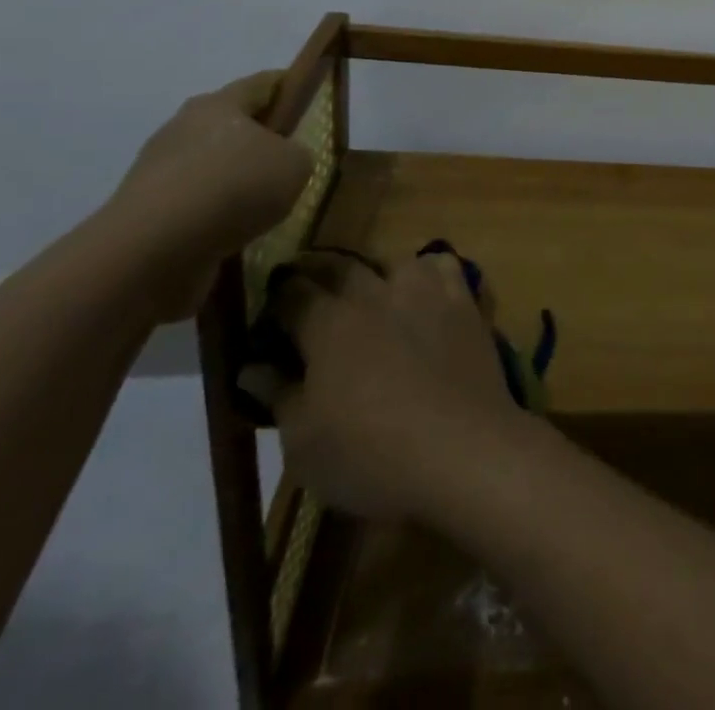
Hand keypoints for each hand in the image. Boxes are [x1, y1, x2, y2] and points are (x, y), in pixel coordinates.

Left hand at [104, 72, 313, 317]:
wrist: (152, 251)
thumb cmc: (234, 187)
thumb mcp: (295, 165)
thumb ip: (298, 154)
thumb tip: (284, 160)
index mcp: (219, 104)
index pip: (262, 84)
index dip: (289, 87)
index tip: (310, 99)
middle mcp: (183, 128)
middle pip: (232, 124)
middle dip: (261, 138)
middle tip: (293, 159)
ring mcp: (159, 170)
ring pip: (212, 166)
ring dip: (236, 180)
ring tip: (268, 205)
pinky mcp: (147, 210)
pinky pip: (195, 203)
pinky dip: (217, 213)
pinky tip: (238, 231)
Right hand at [272, 253, 522, 525]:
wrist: (461, 448)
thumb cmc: (370, 455)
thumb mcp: (303, 442)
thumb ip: (278, 395)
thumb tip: (252, 367)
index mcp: (329, 324)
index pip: (292, 293)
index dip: (276, 297)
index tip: (270, 305)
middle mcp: (375, 293)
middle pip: (340, 266)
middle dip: (317, 271)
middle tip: (308, 286)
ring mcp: (425, 291)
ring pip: (392, 260)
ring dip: (373, 271)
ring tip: (368, 289)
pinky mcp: (463, 300)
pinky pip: (443, 266)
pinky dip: (427, 270)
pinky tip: (424, 289)